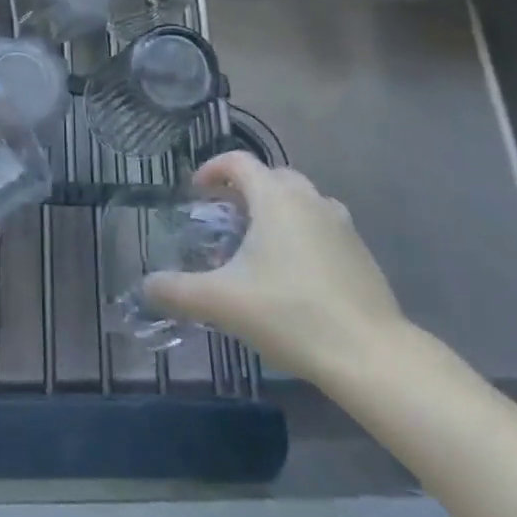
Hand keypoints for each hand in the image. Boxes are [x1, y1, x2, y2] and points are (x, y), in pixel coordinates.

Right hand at [143, 152, 408, 387]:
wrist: (371, 354)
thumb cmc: (289, 313)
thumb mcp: (222, 302)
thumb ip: (177, 291)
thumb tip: (145, 286)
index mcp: (275, 198)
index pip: (238, 162)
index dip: (212, 170)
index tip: (196, 191)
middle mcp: (309, 199)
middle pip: (271, 176)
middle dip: (243, 189)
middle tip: (223, 216)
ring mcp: (341, 224)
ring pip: (300, 200)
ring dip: (275, 209)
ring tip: (257, 242)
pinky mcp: (360, 252)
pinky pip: (321, 225)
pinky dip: (301, 232)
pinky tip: (292, 271)